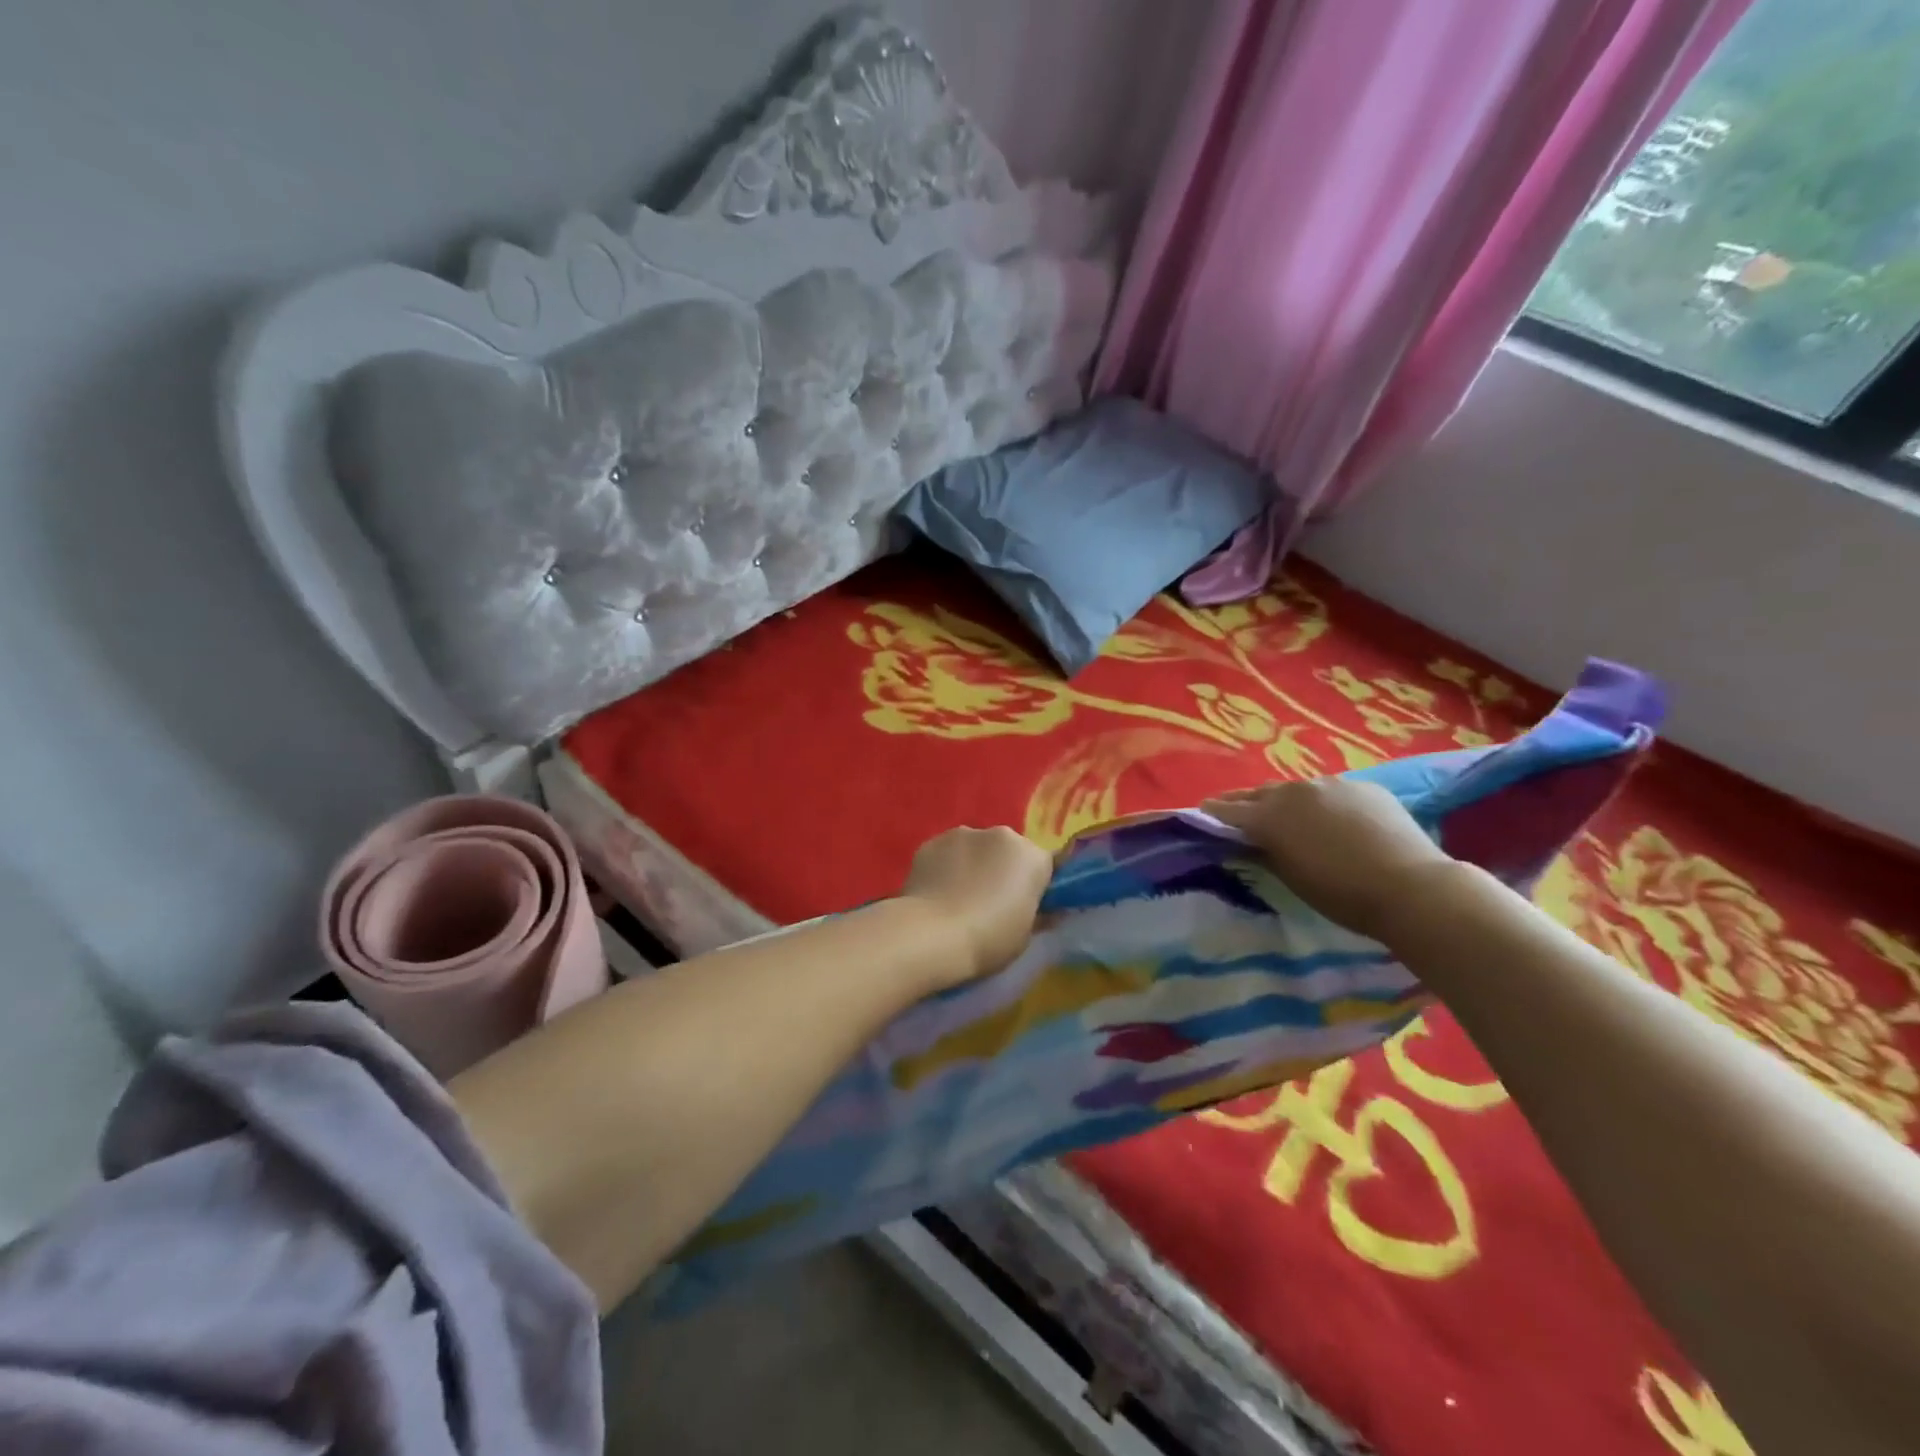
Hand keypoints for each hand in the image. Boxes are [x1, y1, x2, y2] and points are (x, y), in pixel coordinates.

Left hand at [900, 825, 1051, 985]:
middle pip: (1007, 851)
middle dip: (1001, 870)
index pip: (1043, 865)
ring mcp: (962, 834)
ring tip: (957, 899)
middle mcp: (1000, 835)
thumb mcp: (1025, 936)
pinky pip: (946, 854)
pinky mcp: (931, 842)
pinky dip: (945, 867)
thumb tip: (1044, 911)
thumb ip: (1036, 914)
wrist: (931, 935)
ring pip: (974, 848)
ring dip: (972, 865)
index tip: (1024, 906)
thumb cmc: (989, 940)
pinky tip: (935, 894)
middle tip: (990, 903)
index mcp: (1032, 857)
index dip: (1034, 885)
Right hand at [1202, 779, 1450, 942]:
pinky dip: (1323, 804)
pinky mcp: (1364, 786)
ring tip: (1286, 817)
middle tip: (1236, 815)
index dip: (1212, 814)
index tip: (1202, 817)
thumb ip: (1264, 854)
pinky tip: (1333, 821)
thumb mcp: (1292, 878)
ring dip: (1285, 802)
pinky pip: (1332, 792)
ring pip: (1297, 790)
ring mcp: (1332, 783)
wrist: (1412, 887)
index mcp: (1269, 815)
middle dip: (1244, 803)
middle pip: (1259, 793)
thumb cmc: (1342, 894)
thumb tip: (1248, 844)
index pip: (1227, 810)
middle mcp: (1294, 790)